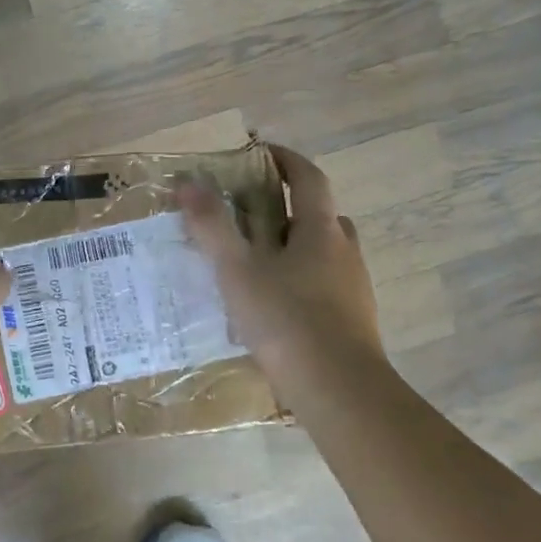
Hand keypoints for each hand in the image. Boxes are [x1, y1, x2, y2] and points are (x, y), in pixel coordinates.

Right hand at [178, 145, 384, 382]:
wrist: (337, 388)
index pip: (308, 178)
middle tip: (252, 217)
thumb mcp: (237, 270)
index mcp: (320, 230)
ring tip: (258, 265)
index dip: (286, 160)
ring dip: (295, 248)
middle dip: (289, 208)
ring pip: (324, 253)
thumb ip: (211, 225)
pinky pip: (324, 286)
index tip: (263, 152)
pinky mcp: (352, 320)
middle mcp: (344, 252)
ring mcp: (353, 288)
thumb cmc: (285, 319)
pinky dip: (301, 282)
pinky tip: (274, 307)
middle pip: (320, 216)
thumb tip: (187, 181)